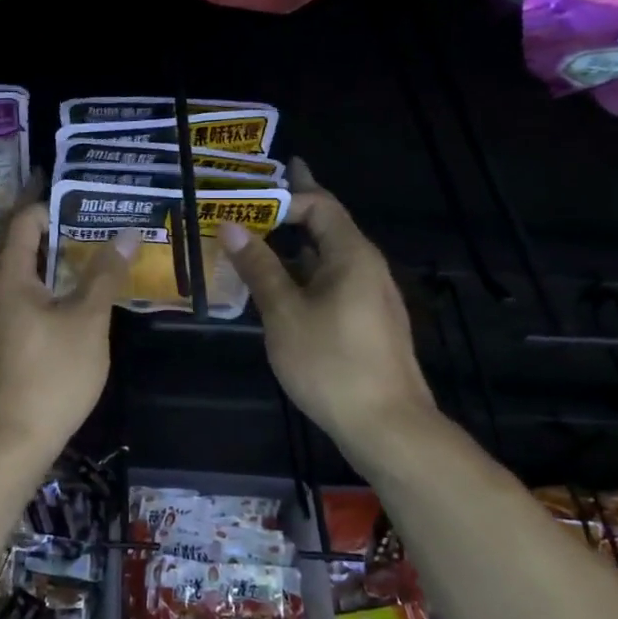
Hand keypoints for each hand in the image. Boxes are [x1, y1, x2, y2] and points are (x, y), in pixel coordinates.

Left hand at [0, 182, 138, 455]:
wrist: (10, 439)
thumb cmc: (51, 374)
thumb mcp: (88, 320)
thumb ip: (105, 275)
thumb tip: (127, 233)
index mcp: (7, 274)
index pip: (24, 219)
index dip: (51, 202)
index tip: (84, 195)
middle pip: (16, 241)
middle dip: (49, 224)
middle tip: (89, 214)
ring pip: (16, 270)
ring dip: (46, 255)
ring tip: (84, 247)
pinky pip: (16, 293)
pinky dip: (40, 281)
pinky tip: (67, 292)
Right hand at [216, 160, 437, 454]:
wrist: (386, 425)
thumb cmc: (331, 363)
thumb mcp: (284, 313)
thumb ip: (259, 267)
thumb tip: (231, 226)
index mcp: (351, 255)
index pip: (320, 205)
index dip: (286, 194)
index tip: (250, 193)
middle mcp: (366, 267)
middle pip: (327, 226)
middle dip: (291, 211)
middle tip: (252, 200)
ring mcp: (370, 296)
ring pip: (327, 258)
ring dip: (294, 246)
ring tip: (257, 241)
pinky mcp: (367, 322)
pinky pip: (332, 282)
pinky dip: (304, 274)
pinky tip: (280, 287)